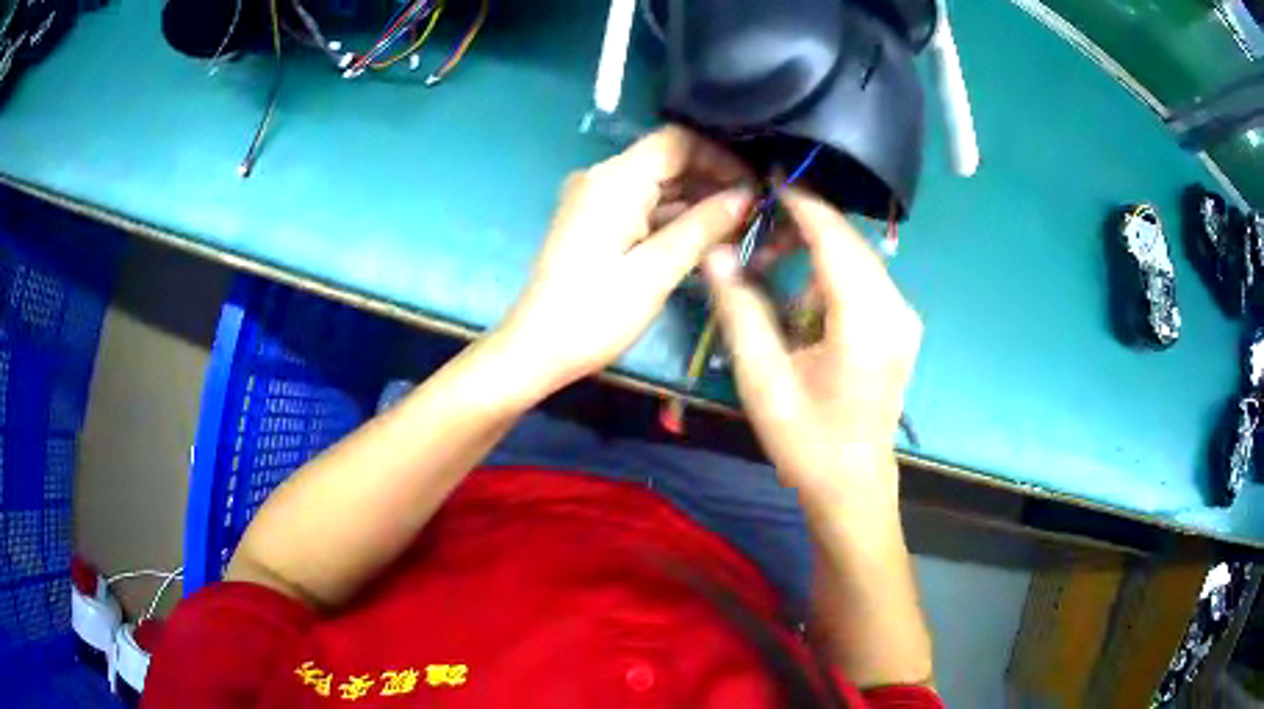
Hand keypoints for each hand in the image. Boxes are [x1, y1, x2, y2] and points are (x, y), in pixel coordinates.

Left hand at [497, 126, 752, 391]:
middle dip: (712, 179)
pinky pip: (642, 204)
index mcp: (615, 180)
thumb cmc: (596, 312)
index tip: (753, 185)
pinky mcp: (595, 221)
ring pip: (657, 183)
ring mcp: (596, 199)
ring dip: (695, 199)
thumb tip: (745, 196)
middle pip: (667, 159)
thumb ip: (703, 226)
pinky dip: (673, 215)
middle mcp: (603, 177)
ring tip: (738, 224)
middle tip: (753, 210)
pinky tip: (704, 234)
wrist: (538, 347)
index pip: (677, 142)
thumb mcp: (656, 270)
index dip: (720, 157)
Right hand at [704, 188, 921, 509]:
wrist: (851, 485)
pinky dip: (827, 275)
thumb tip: (715, 252)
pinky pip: (862, 281)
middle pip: (847, 242)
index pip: (833, 236)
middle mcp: (896, 308)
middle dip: (800, 227)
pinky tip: (799, 300)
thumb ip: (739, 307)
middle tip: (751, 240)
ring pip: (855, 259)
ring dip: (812, 253)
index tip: (763, 179)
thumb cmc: (807, 440)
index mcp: (867, 319)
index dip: (799, 202)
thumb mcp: (763, 378)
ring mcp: (903, 318)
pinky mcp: (899, 327)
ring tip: (766, 273)